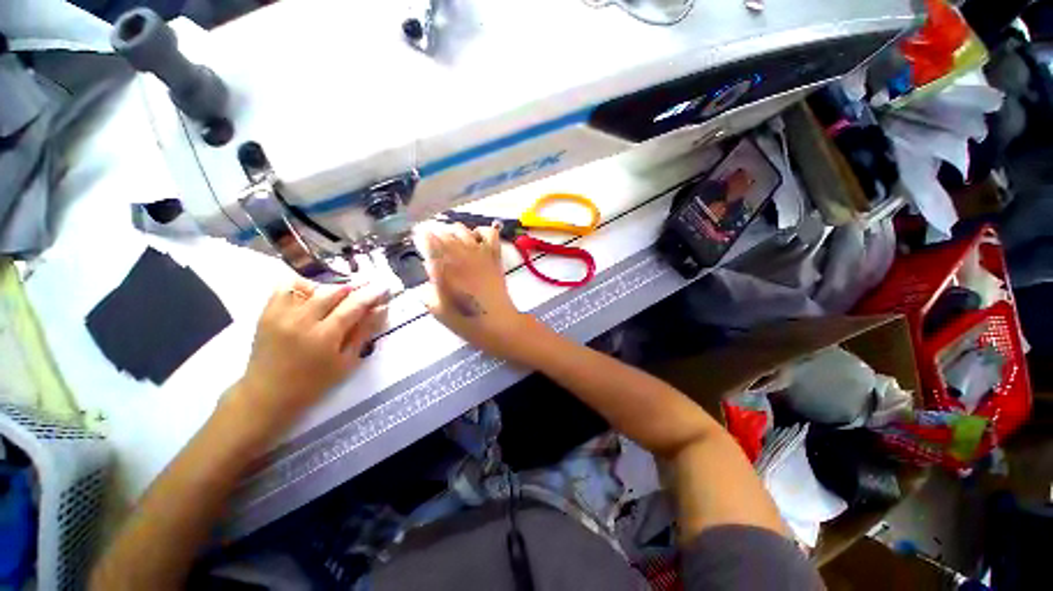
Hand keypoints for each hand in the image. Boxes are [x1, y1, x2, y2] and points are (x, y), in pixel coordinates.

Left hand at [233, 279, 388, 431]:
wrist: (267, 394)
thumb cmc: (313, 383)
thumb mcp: (346, 362)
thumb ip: (364, 332)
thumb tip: (381, 309)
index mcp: (324, 336)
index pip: (353, 306)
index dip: (371, 294)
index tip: (383, 287)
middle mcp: (302, 320)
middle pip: (334, 291)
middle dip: (355, 287)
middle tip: (367, 288)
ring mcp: (281, 314)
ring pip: (312, 285)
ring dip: (330, 288)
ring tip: (339, 296)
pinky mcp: (267, 312)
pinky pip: (286, 287)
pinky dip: (303, 286)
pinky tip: (313, 296)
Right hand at [414, 221, 538, 359]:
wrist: (497, 322)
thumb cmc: (465, 320)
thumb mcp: (437, 308)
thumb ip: (428, 287)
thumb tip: (430, 267)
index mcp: (443, 268)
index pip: (428, 241)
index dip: (420, 237)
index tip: (418, 239)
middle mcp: (460, 255)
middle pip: (444, 232)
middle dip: (434, 233)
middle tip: (432, 242)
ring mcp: (479, 253)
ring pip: (463, 229)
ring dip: (453, 231)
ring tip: (450, 240)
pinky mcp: (494, 256)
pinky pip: (490, 234)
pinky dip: (481, 231)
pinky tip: (475, 238)